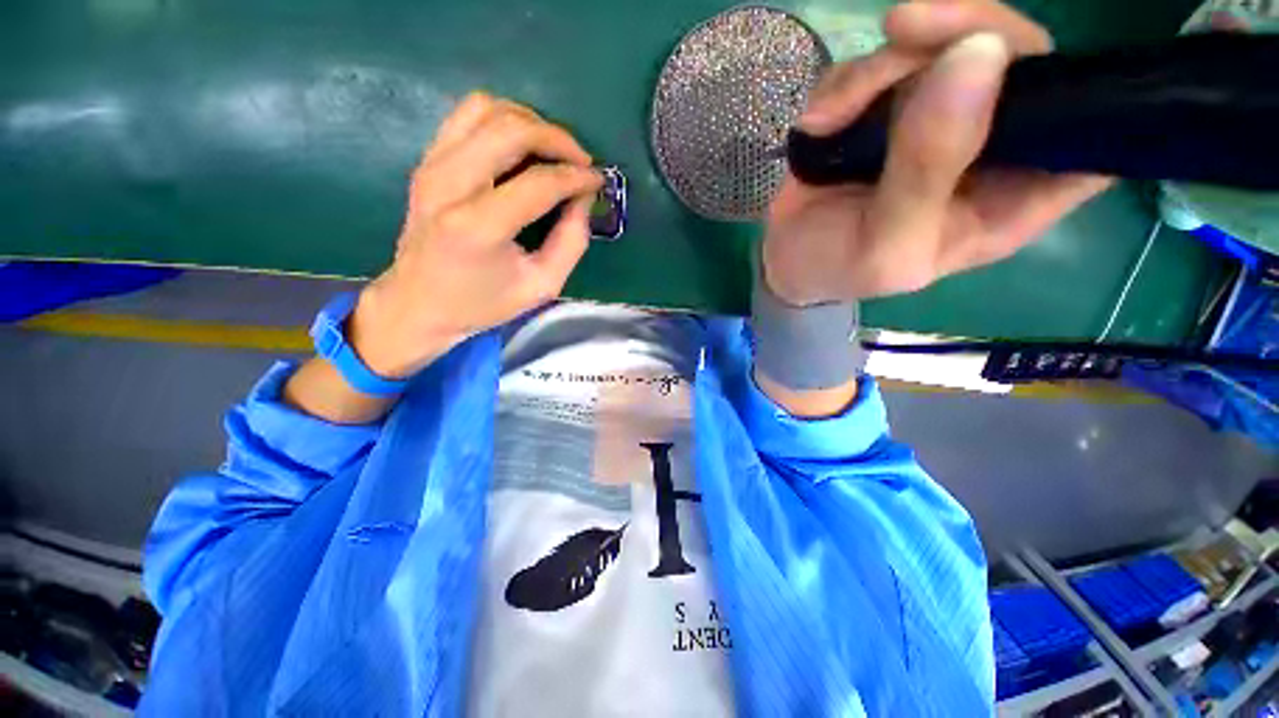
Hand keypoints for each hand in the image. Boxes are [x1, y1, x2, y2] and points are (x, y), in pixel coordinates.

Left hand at [348, 93, 601, 377]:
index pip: (538, 182)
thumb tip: (584, 198)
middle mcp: (449, 185)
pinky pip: (467, 115)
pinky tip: (521, 148)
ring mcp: (432, 166)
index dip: (576, 177)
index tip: (597, 182)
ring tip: (553, 152)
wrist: (419, 303)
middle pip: (511, 129)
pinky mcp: (427, 160)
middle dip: (557, 138)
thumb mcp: (541, 286)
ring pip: (487, 108)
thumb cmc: (483, 303)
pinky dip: (502, 121)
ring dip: (530, 123)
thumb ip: (571, 242)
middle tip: (580, 162)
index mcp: (478, 227)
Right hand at [762, 0, 1112, 305]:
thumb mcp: (885, 244)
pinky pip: (883, 58)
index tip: (1021, 66)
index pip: (1088, 129)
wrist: (784, 259)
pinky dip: (846, 80)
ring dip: (879, 67)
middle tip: (902, 33)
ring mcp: (937, 116)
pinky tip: (819, 122)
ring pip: (942, 44)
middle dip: (961, 34)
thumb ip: (929, 168)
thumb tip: (977, 56)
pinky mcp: (888, 104)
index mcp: (1011, 195)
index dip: (1082, 88)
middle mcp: (988, 145)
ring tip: (828, 119)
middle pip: (1016, 56)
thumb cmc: (838, 269)